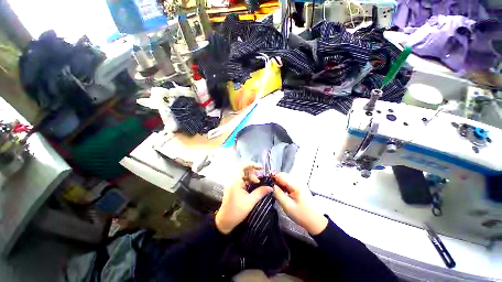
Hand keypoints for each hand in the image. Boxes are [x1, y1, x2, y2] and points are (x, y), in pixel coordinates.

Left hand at [215, 164, 272, 233]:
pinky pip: (242, 181)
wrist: (224, 222)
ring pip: (244, 176)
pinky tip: (253, 187)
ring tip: (257, 185)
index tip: (261, 168)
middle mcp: (233, 180)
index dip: (252, 165)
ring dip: (251, 178)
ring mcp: (233, 184)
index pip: (243, 166)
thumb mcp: (250, 202)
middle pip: (244, 170)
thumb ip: (260, 192)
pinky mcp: (234, 188)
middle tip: (259, 182)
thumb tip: (270, 187)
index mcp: (235, 181)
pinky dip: (249, 182)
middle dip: (253, 174)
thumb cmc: (236, 212)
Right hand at [272, 173, 327, 234]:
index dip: (273, 178)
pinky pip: (289, 183)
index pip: (281, 175)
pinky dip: (284, 187)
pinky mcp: (299, 187)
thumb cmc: (302, 215)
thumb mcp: (287, 206)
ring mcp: (299, 184)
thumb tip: (272, 186)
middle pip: (283, 176)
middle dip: (276, 181)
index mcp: (295, 185)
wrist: (315, 222)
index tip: (268, 185)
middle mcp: (298, 181)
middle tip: (272, 190)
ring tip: (277, 193)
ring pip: (285, 179)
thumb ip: (278, 194)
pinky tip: (283, 194)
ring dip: (280, 184)